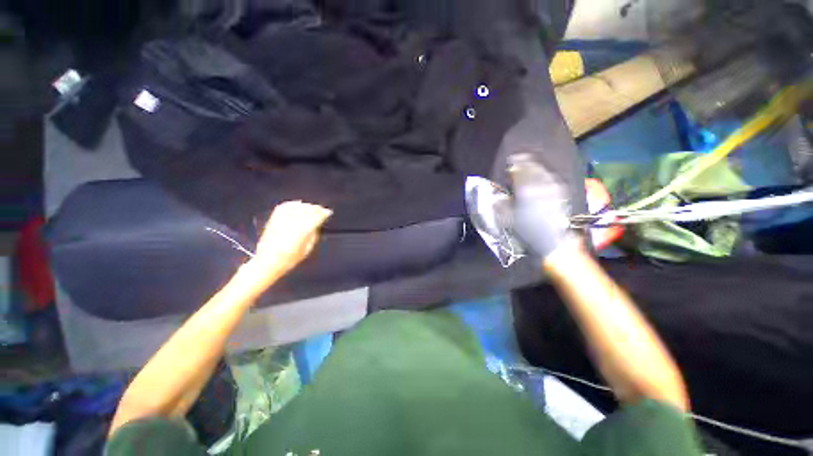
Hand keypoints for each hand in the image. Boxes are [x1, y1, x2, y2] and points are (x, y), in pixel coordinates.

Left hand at [252, 201, 331, 276]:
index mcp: (303, 231)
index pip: (316, 217)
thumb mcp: (307, 250)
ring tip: (312, 207)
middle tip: (322, 209)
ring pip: (297, 207)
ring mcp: (282, 220)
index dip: (324, 213)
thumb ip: (313, 236)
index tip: (328, 212)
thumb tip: (316, 227)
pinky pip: (284, 207)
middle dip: (317, 208)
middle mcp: (292, 223)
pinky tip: (297, 204)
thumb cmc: (288, 259)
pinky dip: (292, 204)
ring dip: (306, 206)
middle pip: (308, 210)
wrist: (267, 262)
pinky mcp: (274, 220)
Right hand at [508, 154, 572, 258]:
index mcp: (525, 193)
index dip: (515, 166)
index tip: (511, 161)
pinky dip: (547, 173)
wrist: (552, 241)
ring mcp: (552, 190)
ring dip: (537, 165)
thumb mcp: (508, 220)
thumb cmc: (528, 231)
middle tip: (520, 156)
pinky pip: (553, 178)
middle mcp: (540, 188)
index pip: (519, 174)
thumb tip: (496, 198)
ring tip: (531, 161)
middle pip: (532, 169)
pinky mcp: (561, 194)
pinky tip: (544, 172)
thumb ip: (501, 207)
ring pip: (544, 172)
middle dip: (526, 162)